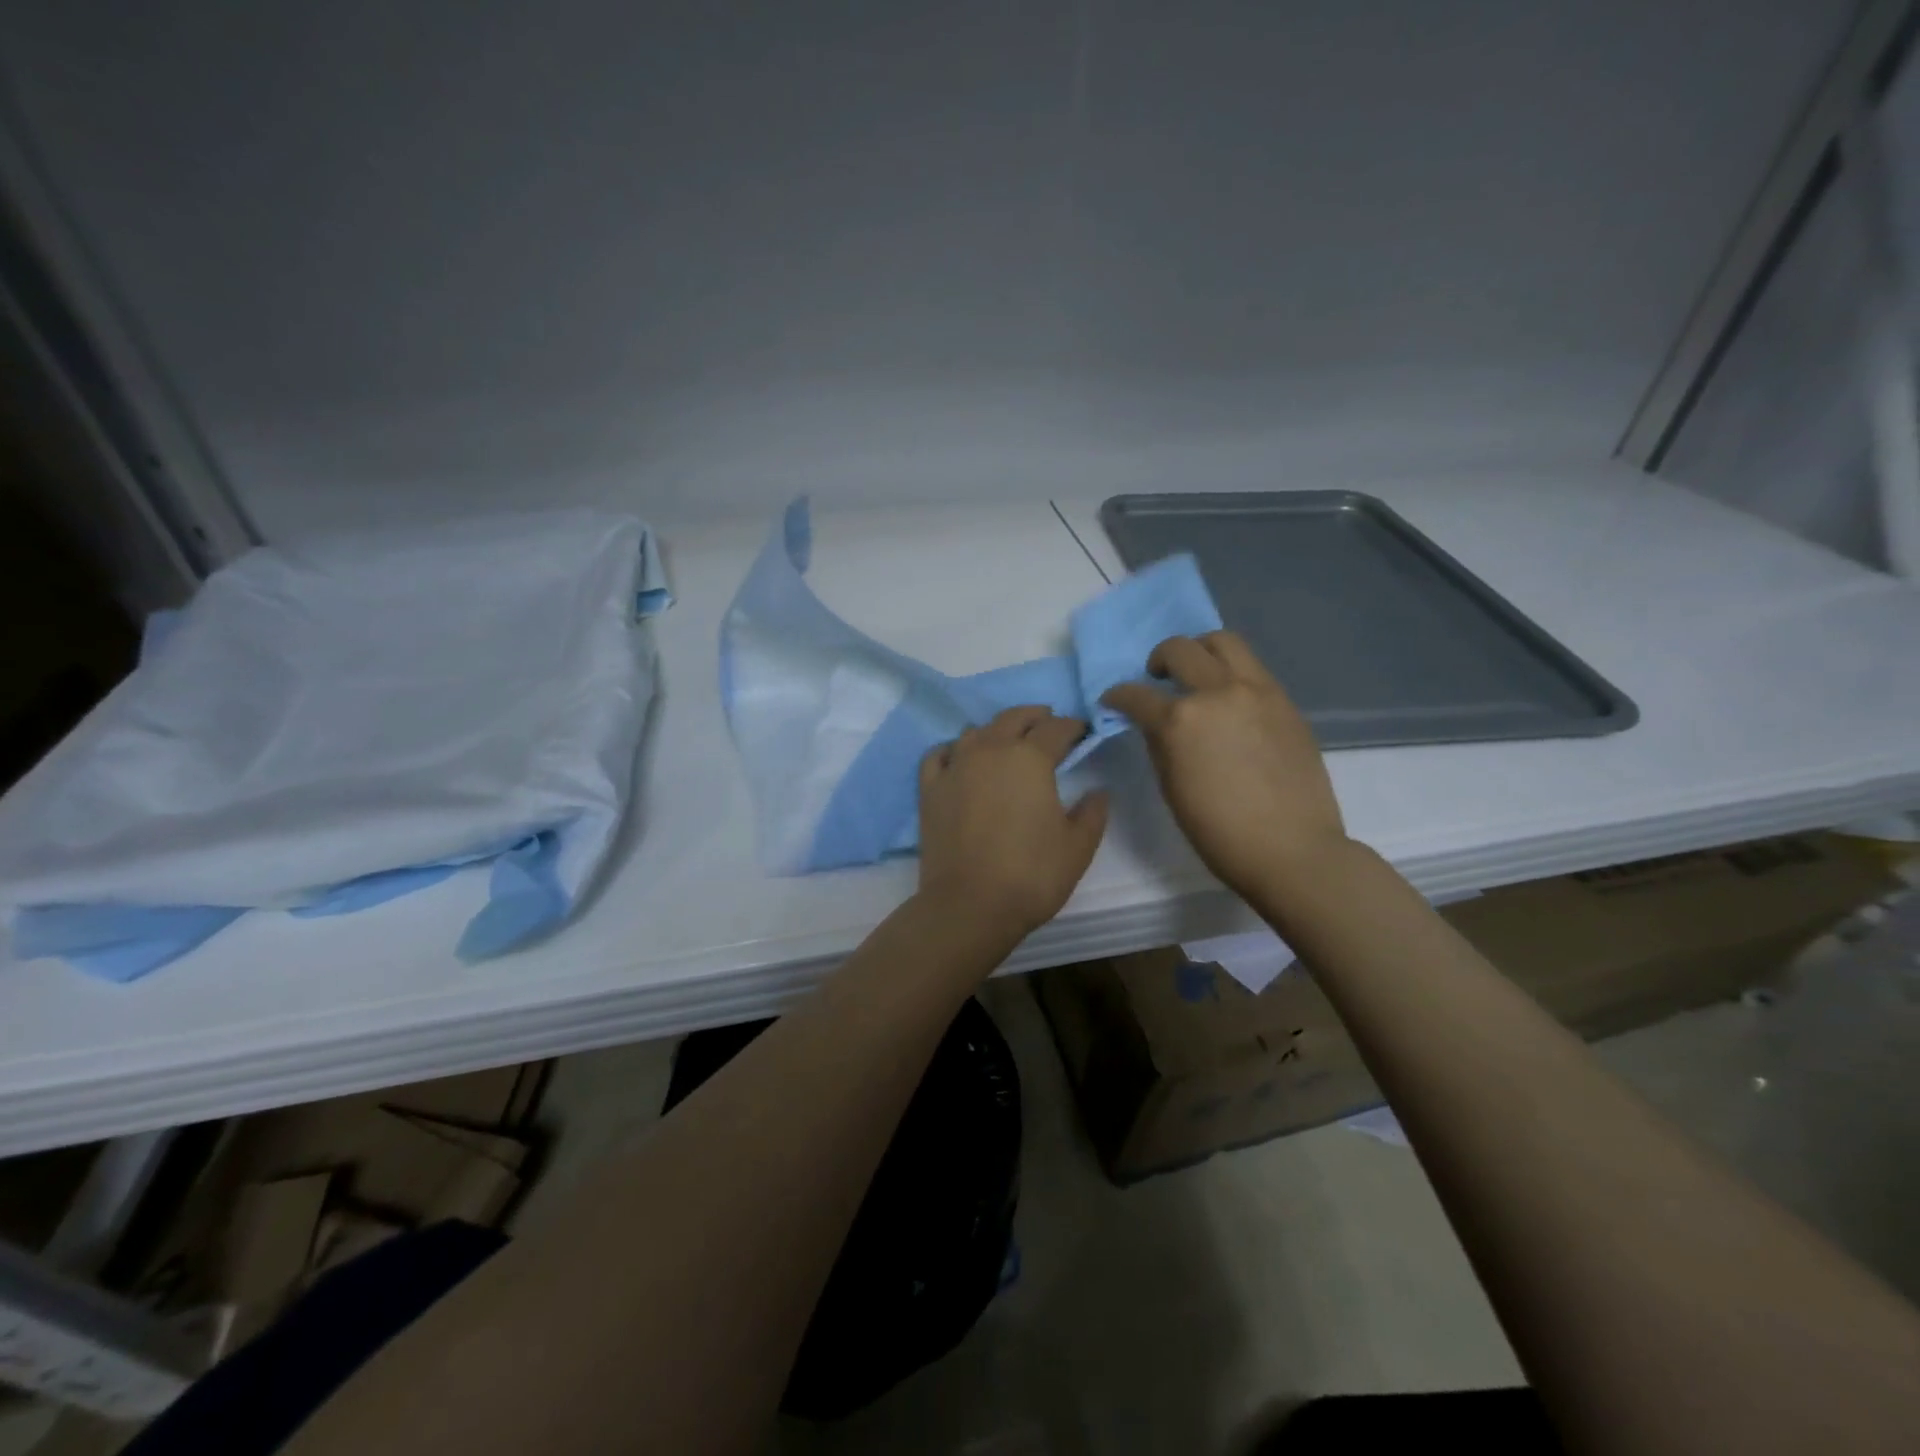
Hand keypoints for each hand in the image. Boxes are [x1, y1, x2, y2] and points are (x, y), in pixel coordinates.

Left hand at [916, 706, 1108, 940]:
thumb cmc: (1031, 875)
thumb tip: (1098, 791)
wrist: (969, 905)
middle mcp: (991, 750)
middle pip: (1013, 718)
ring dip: (996, 730)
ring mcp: (955, 766)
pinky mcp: (930, 788)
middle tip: (1048, 722)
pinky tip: (960, 758)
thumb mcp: (1077, 847)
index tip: (1082, 731)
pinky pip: (940, 755)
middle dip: (1035, 716)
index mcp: (1030, 758)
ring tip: (1007, 741)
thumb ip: (1092, 813)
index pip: (1056, 729)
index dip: (1073, 726)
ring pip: (976, 732)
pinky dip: (953, 750)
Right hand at [1103, 631, 1347, 906]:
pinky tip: (1229, 699)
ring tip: (1197, 673)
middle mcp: (1216, 693)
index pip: (1136, 695)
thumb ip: (1160, 745)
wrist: (1292, 849)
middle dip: (1158, 660)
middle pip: (1179, 649)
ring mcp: (1256, 691)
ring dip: (1200, 650)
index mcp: (1179, 721)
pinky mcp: (1284, 700)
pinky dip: (1231, 671)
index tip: (1114, 701)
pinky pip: (1252, 667)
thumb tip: (1155, 724)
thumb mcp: (1172, 788)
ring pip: (1223, 641)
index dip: (1118, 696)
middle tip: (1156, 679)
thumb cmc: (1219, 832)